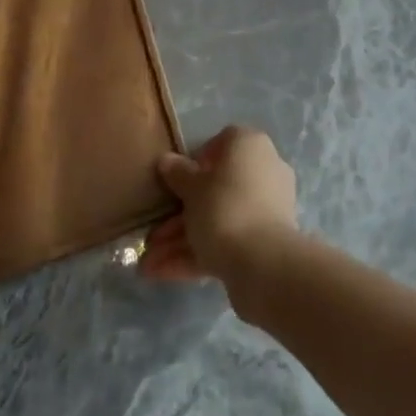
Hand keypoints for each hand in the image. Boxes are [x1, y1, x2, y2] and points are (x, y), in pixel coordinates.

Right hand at [142, 126, 298, 286]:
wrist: (262, 261)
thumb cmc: (223, 208)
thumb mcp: (192, 189)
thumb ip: (178, 173)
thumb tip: (166, 160)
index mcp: (249, 145)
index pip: (222, 143)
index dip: (196, 161)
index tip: (177, 182)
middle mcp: (264, 169)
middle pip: (217, 188)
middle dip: (181, 214)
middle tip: (153, 234)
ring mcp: (267, 206)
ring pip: (220, 217)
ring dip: (183, 239)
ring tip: (148, 263)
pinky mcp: (266, 240)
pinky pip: (229, 239)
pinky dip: (199, 253)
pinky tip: (163, 273)